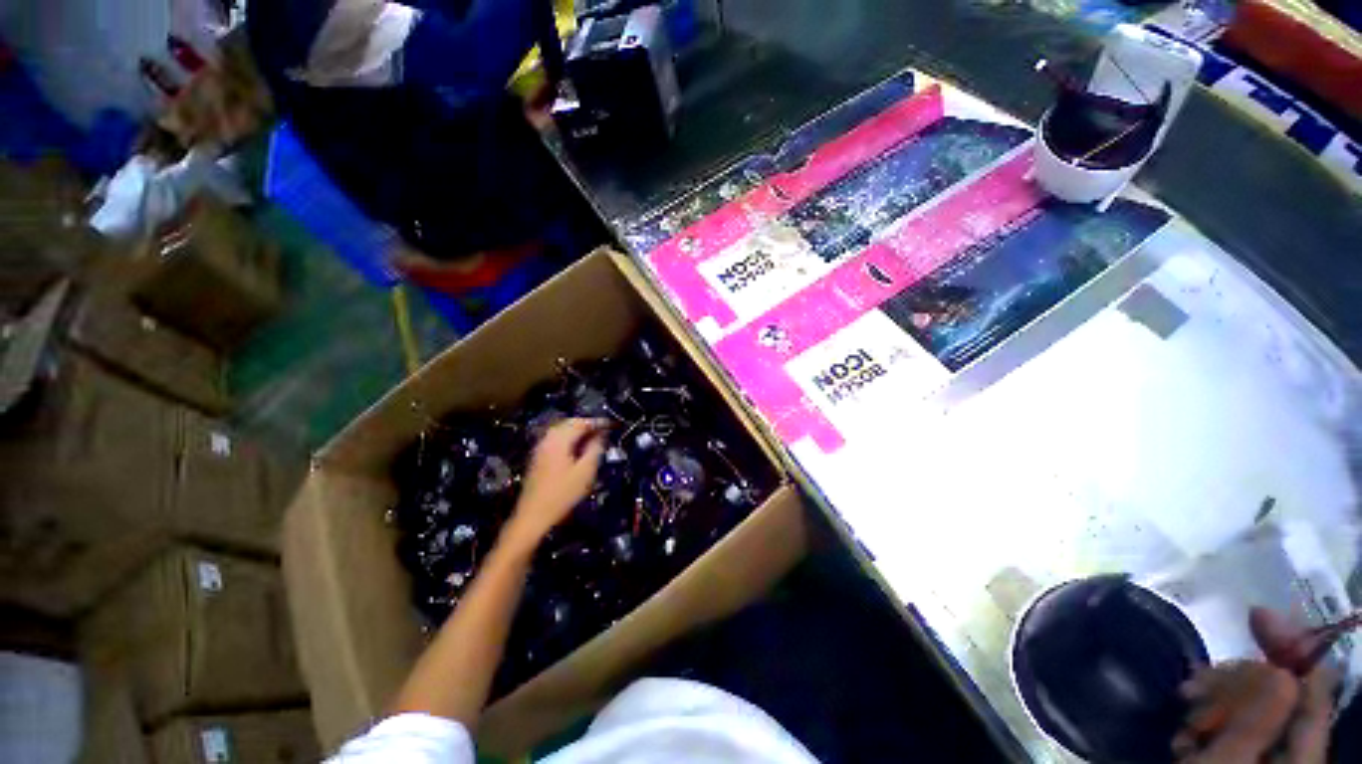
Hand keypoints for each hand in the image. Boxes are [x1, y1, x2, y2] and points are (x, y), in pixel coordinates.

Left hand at [502, 418, 607, 551]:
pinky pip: (556, 440)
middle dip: (587, 424)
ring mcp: (540, 448)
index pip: (581, 422)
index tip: (612, 424)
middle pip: (569, 423)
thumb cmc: (563, 493)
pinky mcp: (538, 458)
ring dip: (578, 431)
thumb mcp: (586, 471)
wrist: (533, 516)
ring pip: (561, 431)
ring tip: (593, 438)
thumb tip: (601, 434)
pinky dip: (569, 439)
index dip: (598, 422)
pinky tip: (577, 449)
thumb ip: (595, 449)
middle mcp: (548, 439)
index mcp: (559, 439)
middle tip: (604, 430)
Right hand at [1174, 608, 1337, 762]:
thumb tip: (1281, 666)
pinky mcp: (1239, 754)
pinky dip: (1207, 719)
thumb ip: (1261, 718)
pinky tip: (1187, 729)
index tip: (1255, 615)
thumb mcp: (1227, 763)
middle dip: (1233, 682)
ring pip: (1250, 706)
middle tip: (1191, 686)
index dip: (1292, 648)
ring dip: (1214, 701)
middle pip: (1277, 693)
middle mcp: (1292, 749)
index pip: (1312, 688)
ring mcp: (1264, 752)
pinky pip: (1231, 724)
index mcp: (1304, 754)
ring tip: (1183, 712)